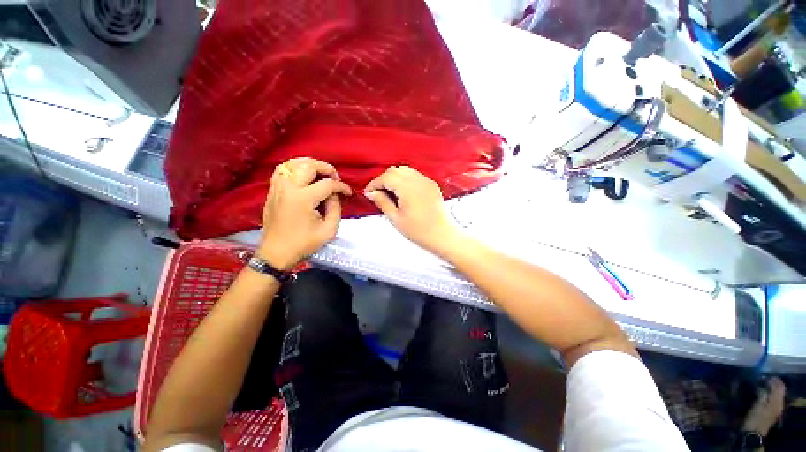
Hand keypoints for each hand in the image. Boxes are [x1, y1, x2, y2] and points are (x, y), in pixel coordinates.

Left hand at [259, 158, 351, 269]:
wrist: (277, 253)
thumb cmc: (304, 243)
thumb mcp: (328, 230)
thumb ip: (336, 209)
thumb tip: (335, 195)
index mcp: (303, 199)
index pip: (327, 184)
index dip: (341, 187)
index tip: (348, 193)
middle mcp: (289, 188)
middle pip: (309, 166)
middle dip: (327, 169)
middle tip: (335, 178)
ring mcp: (277, 188)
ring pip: (293, 163)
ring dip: (310, 164)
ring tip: (320, 172)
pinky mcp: (272, 191)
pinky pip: (282, 170)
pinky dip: (294, 168)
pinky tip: (303, 174)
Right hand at [364, 166, 456, 251]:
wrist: (442, 235)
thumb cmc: (418, 231)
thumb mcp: (395, 218)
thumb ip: (382, 202)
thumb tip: (372, 193)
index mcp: (408, 188)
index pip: (386, 177)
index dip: (374, 183)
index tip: (368, 193)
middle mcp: (418, 180)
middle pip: (395, 170)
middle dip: (384, 179)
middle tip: (378, 193)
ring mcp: (427, 181)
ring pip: (405, 171)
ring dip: (395, 178)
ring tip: (390, 193)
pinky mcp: (432, 185)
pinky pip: (415, 176)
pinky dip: (405, 180)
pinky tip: (403, 193)